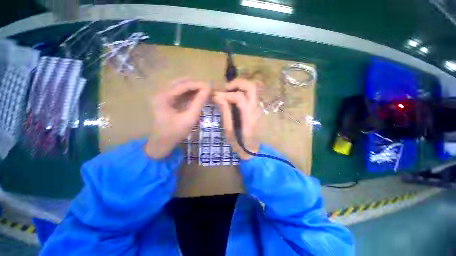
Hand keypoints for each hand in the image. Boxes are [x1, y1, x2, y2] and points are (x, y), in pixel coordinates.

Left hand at [146, 78, 209, 158]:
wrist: (162, 143)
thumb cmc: (175, 132)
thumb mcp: (190, 118)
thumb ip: (199, 102)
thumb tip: (207, 89)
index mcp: (164, 96)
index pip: (183, 85)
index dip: (198, 84)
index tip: (210, 87)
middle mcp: (161, 92)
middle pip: (181, 83)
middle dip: (195, 85)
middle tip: (208, 89)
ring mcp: (163, 96)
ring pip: (180, 87)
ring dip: (192, 89)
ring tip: (204, 92)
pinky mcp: (166, 101)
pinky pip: (179, 93)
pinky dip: (189, 94)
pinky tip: (197, 96)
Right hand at [213, 79, 260, 159]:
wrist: (256, 152)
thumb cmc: (241, 145)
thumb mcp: (230, 132)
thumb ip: (225, 114)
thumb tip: (219, 98)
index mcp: (249, 117)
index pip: (239, 97)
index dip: (225, 94)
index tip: (215, 96)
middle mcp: (257, 109)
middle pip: (251, 86)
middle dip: (236, 83)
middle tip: (225, 89)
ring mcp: (260, 108)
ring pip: (253, 88)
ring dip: (240, 86)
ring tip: (229, 92)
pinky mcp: (259, 109)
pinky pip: (252, 94)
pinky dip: (243, 91)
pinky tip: (235, 97)